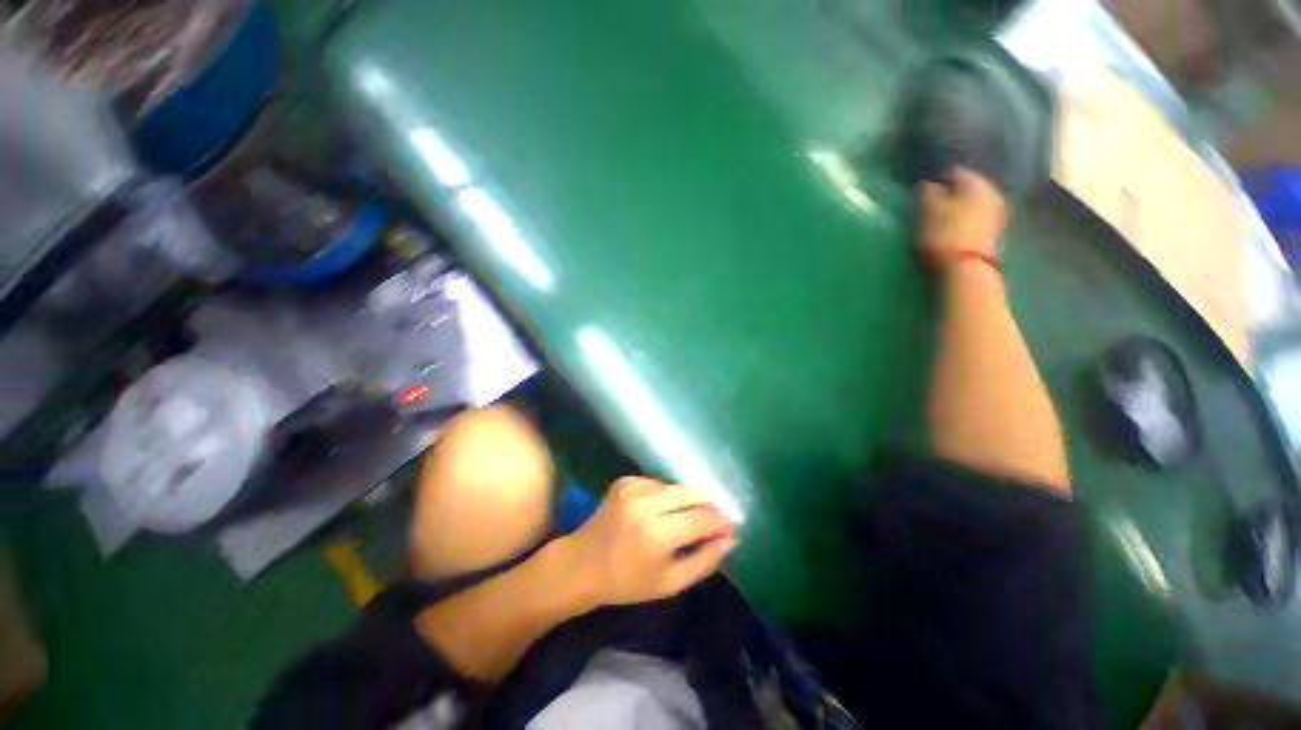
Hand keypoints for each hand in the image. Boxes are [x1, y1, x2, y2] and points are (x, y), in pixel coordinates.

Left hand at [562, 477, 737, 606]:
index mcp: (657, 534)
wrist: (580, 565)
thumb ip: (704, 561)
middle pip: (693, 493)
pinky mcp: (626, 481)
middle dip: (710, 506)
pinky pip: (659, 484)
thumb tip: (731, 540)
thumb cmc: (626, 583)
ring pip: (677, 487)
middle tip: (715, 522)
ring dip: (687, 502)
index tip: (733, 529)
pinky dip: (666, 497)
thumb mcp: (669, 583)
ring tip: (684, 521)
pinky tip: (659, 513)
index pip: (703, 518)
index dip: (723, 522)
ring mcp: (634, 487)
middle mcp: (647, 503)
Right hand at [920, 168, 1008, 273]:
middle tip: (936, 200)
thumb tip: (928, 182)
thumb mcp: (929, 213)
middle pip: (970, 186)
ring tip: (945, 215)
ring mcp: (998, 211)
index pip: (956, 172)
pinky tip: (957, 226)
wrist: (968, 268)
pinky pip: (981, 216)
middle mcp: (991, 191)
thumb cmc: (944, 236)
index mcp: (975, 183)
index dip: (940, 177)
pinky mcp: (997, 230)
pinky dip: (969, 218)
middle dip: (955, 191)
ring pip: (977, 201)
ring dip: (963, 206)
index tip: (927, 186)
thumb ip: (929, 194)